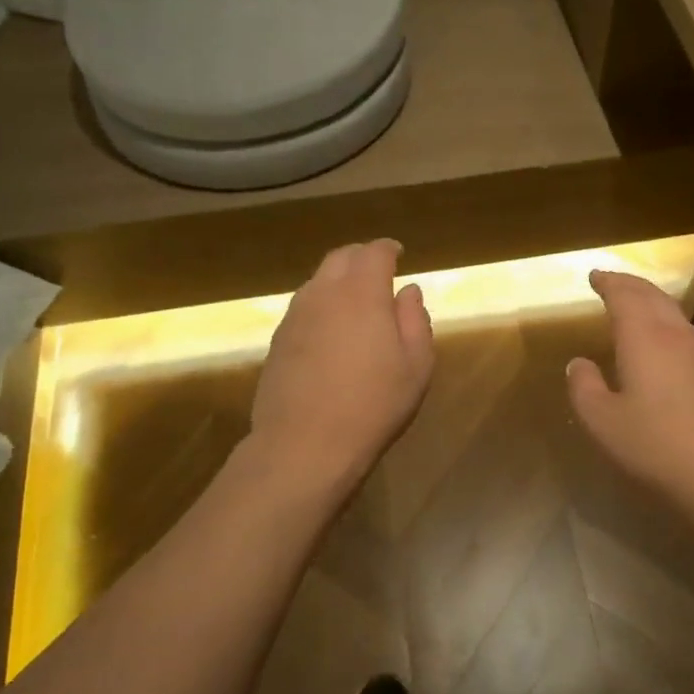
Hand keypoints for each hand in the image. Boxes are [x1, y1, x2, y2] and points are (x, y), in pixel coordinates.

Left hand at [251, 239, 433, 488]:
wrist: (304, 444)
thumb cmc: (373, 405)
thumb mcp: (416, 366)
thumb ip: (415, 321)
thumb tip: (408, 292)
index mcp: (362, 293)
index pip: (373, 253)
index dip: (388, 249)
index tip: (397, 254)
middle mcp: (324, 293)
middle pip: (340, 258)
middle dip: (361, 258)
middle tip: (377, 272)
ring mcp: (295, 316)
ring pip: (317, 281)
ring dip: (338, 281)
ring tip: (355, 301)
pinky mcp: (277, 340)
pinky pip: (303, 307)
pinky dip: (321, 305)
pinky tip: (331, 330)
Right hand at [566, 270, 693, 534]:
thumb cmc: (660, 448)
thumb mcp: (604, 423)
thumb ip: (585, 389)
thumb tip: (579, 363)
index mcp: (645, 338)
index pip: (625, 296)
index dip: (608, 283)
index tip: (594, 275)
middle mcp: (677, 336)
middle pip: (653, 297)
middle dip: (630, 285)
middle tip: (612, 282)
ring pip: (674, 314)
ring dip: (651, 303)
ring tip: (634, 307)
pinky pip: (686, 336)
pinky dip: (666, 326)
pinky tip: (662, 347)